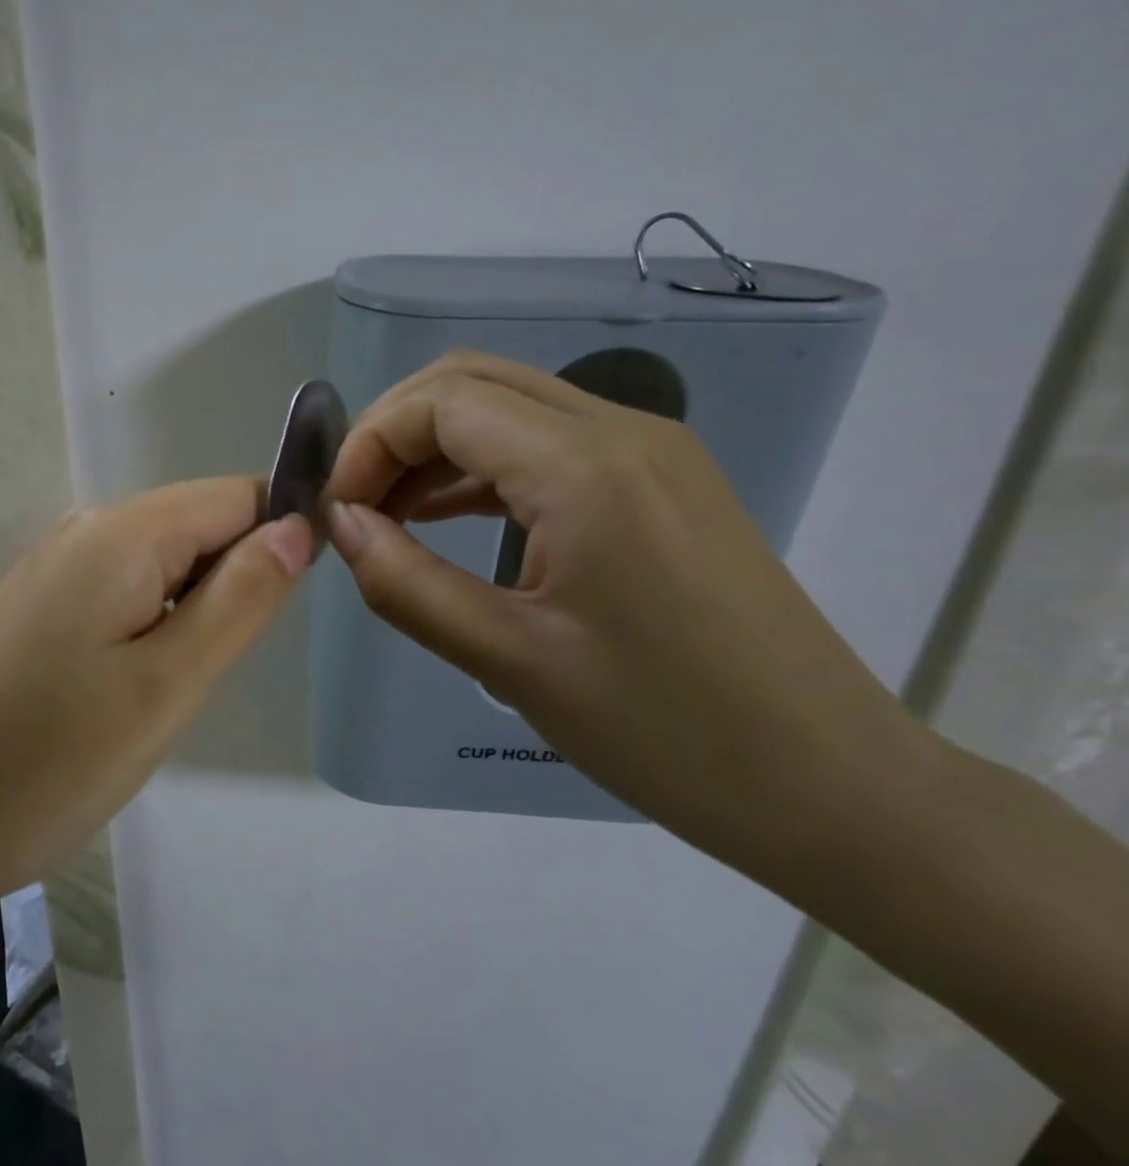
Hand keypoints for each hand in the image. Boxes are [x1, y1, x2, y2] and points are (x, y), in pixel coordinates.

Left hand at [0, 478, 311, 925]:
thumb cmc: (47, 762)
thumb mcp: (168, 685)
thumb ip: (240, 597)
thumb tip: (298, 526)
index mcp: (122, 533)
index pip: (238, 496)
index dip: (281, 537)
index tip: (286, 614)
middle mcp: (84, 530)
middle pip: (197, 527)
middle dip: (230, 587)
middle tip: (208, 676)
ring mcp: (53, 569)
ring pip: (160, 567)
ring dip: (187, 618)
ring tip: (164, 695)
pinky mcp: (35, 609)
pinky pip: (120, 596)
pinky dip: (147, 633)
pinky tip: (123, 695)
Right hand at [324, 350, 929, 850]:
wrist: (827, 783)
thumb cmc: (663, 731)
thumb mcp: (510, 661)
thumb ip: (406, 585)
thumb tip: (343, 526)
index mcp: (586, 468)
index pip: (442, 402)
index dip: (369, 444)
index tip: (337, 514)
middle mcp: (622, 431)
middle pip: (471, 382)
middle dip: (393, 433)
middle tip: (354, 506)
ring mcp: (650, 451)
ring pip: (508, 404)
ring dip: (434, 447)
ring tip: (388, 517)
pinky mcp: (662, 481)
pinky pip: (547, 441)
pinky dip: (481, 466)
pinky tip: (447, 517)